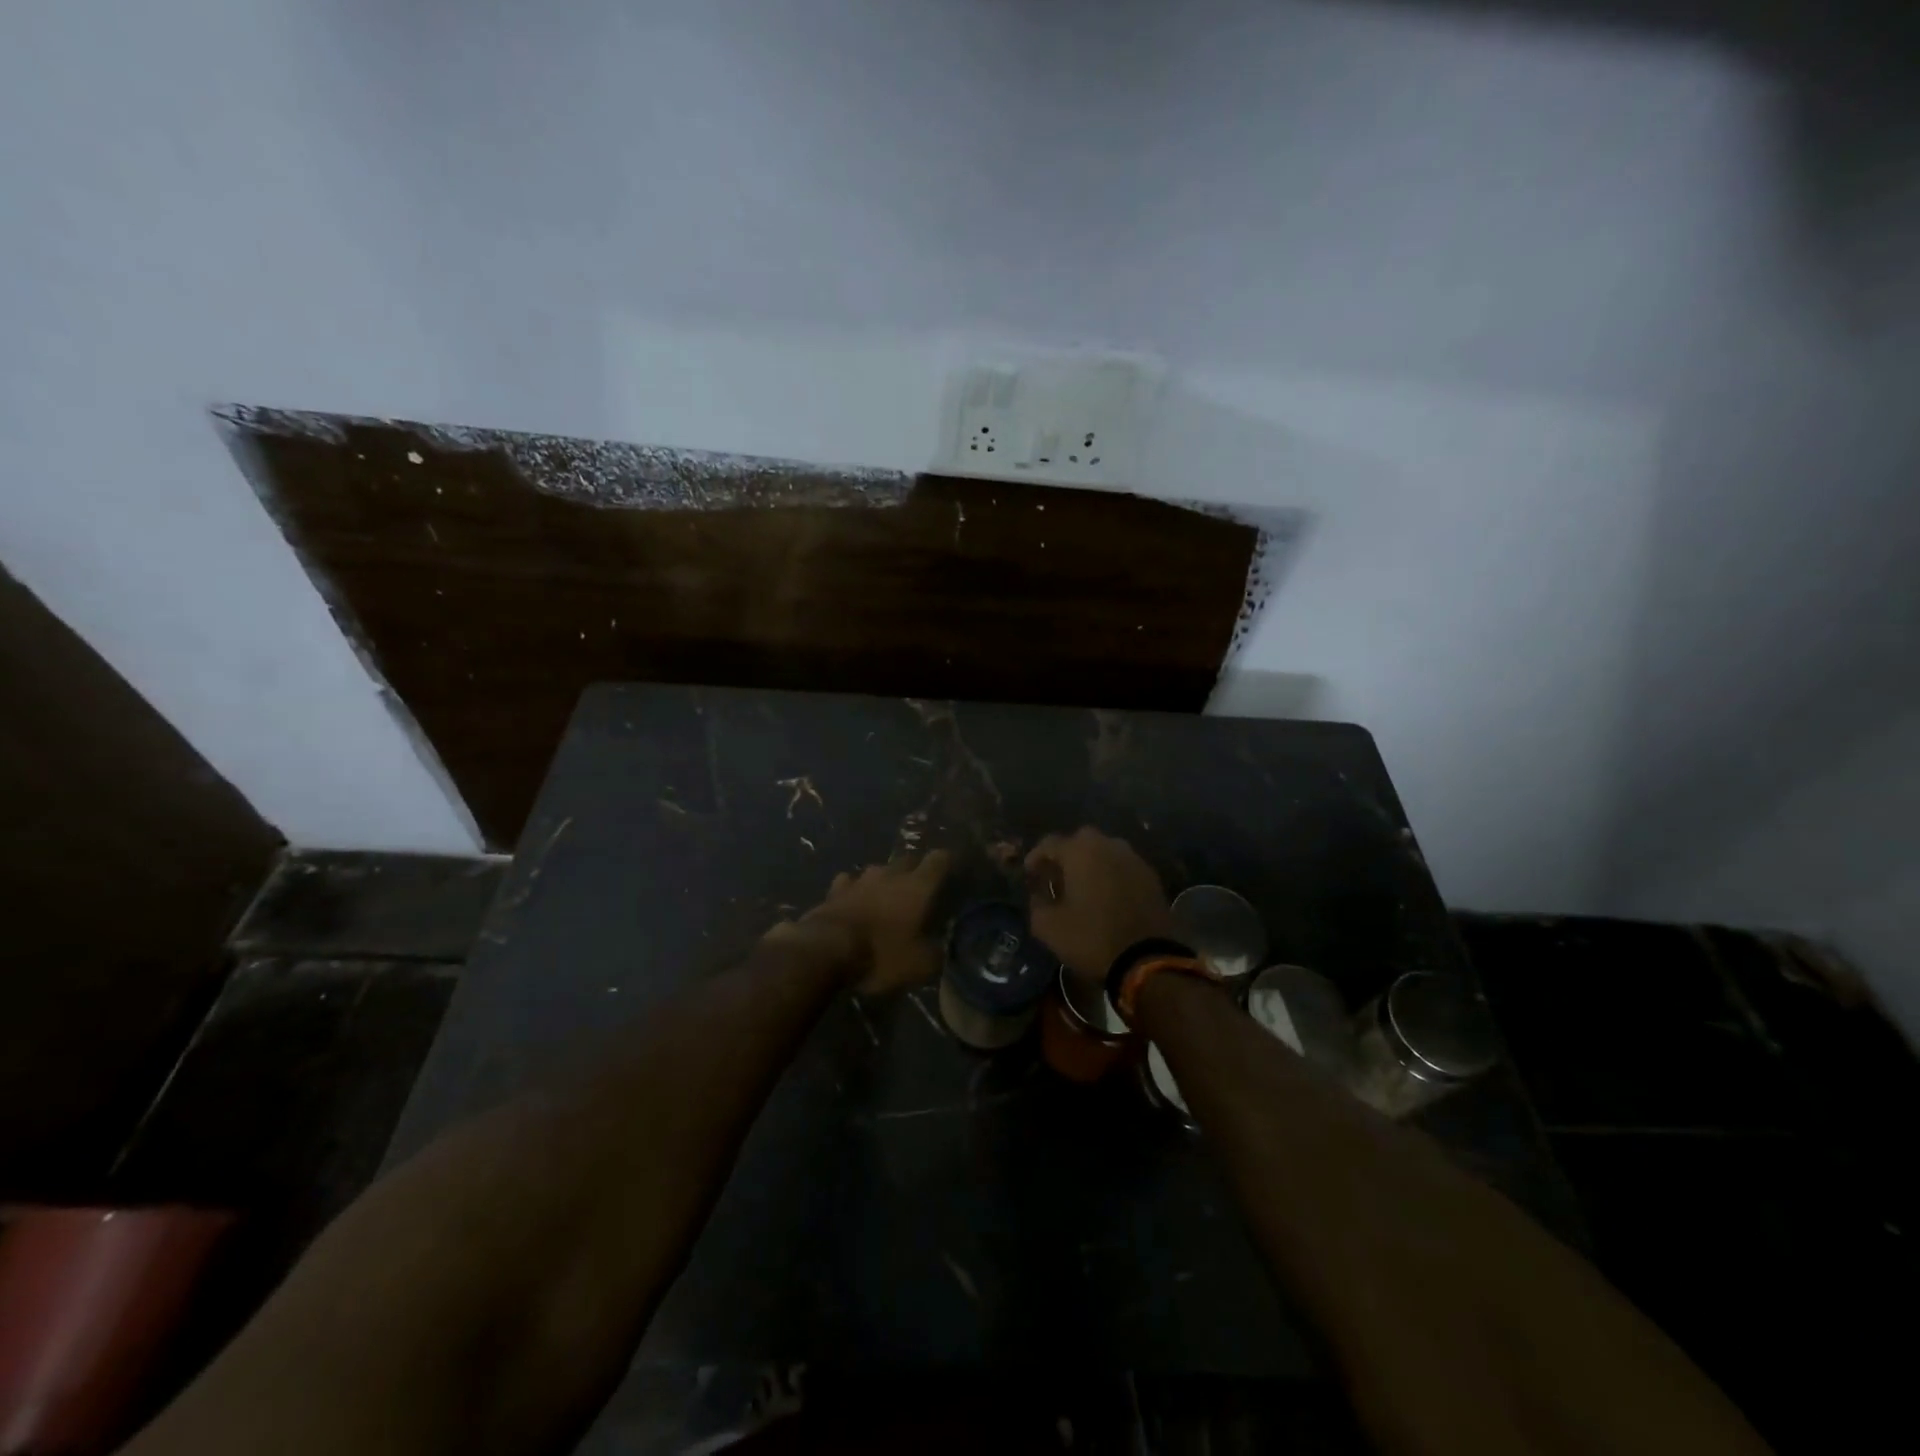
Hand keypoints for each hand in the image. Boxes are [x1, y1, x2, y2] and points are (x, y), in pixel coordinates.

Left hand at [791, 849, 951, 995]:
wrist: (825, 950)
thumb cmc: (880, 954)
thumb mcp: (919, 965)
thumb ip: (935, 953)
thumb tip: (941, 948)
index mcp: (917, 886)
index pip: (939, 860)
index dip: (947, 861)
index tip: (953, 868)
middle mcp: (890, 874)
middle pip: (908, 860)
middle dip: (916, 869)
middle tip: (920, 888)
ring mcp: (860, 879)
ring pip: (878, 870)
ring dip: (885, 879)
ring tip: (886, 895)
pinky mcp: (835, 890)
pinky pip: (849, 882)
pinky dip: (854, 889)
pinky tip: (853, 899)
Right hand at [1024, 828, 1174, 982]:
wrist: (1147, 960)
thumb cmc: (1092, 938)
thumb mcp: (1048, 927)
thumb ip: (1036, 904)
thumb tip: (1038, 895)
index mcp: (1080, 851)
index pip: (1049, 843)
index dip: (1035, 858)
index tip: (1030, 876)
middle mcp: (1108, 845)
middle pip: (1080, 841)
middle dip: (1066, 856)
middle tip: (1058, 878)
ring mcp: (1133, 859)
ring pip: (1105, 851)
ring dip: (1091, 864)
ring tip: (1084, 887)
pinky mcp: (1151, 876)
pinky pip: (1123, 867)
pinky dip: (1112, 875)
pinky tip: (1108, 897)